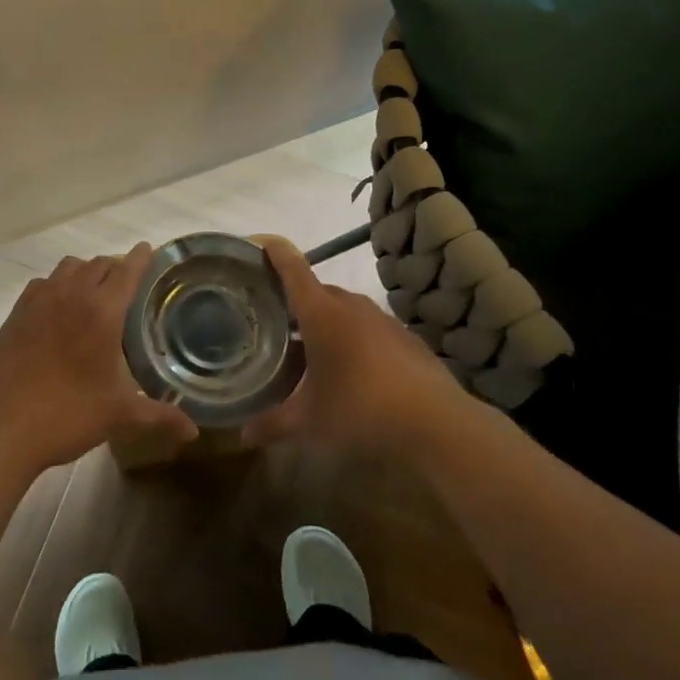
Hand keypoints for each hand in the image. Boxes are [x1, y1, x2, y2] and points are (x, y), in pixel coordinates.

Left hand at [0, 243, 198, 481]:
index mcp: (102, 312)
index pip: (127, 271)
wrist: (1, 428)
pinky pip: (42, 283)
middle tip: (127, 282)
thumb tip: (194, 432)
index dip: (140, 258)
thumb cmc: (67, 416)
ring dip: (86, 271)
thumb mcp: (119, 416)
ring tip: (94, 291)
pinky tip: (58, 306)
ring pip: (69, 267)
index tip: (148, 250)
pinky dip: (56, 284)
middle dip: (116, 267)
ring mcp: (40, 301)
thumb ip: (159, 416)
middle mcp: (72, 295)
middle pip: (99, 264)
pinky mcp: (16, 313)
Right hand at [242, 240, 467, 454]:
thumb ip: (272, 424)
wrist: (438, 424)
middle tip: (276, 322)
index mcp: (321, 314)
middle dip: (297, 302)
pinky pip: (369, 327)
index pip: (292, 270)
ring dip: (326, 322)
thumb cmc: (361, 411)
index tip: (259, 244)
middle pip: (317, 291)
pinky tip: (352, 370)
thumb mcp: (310, 422)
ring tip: (312, 350)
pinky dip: (354, 338)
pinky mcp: (406, 338)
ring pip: (345, 310)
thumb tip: (242, 435)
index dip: (274, 253)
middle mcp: (351, 306)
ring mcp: (383, 320)